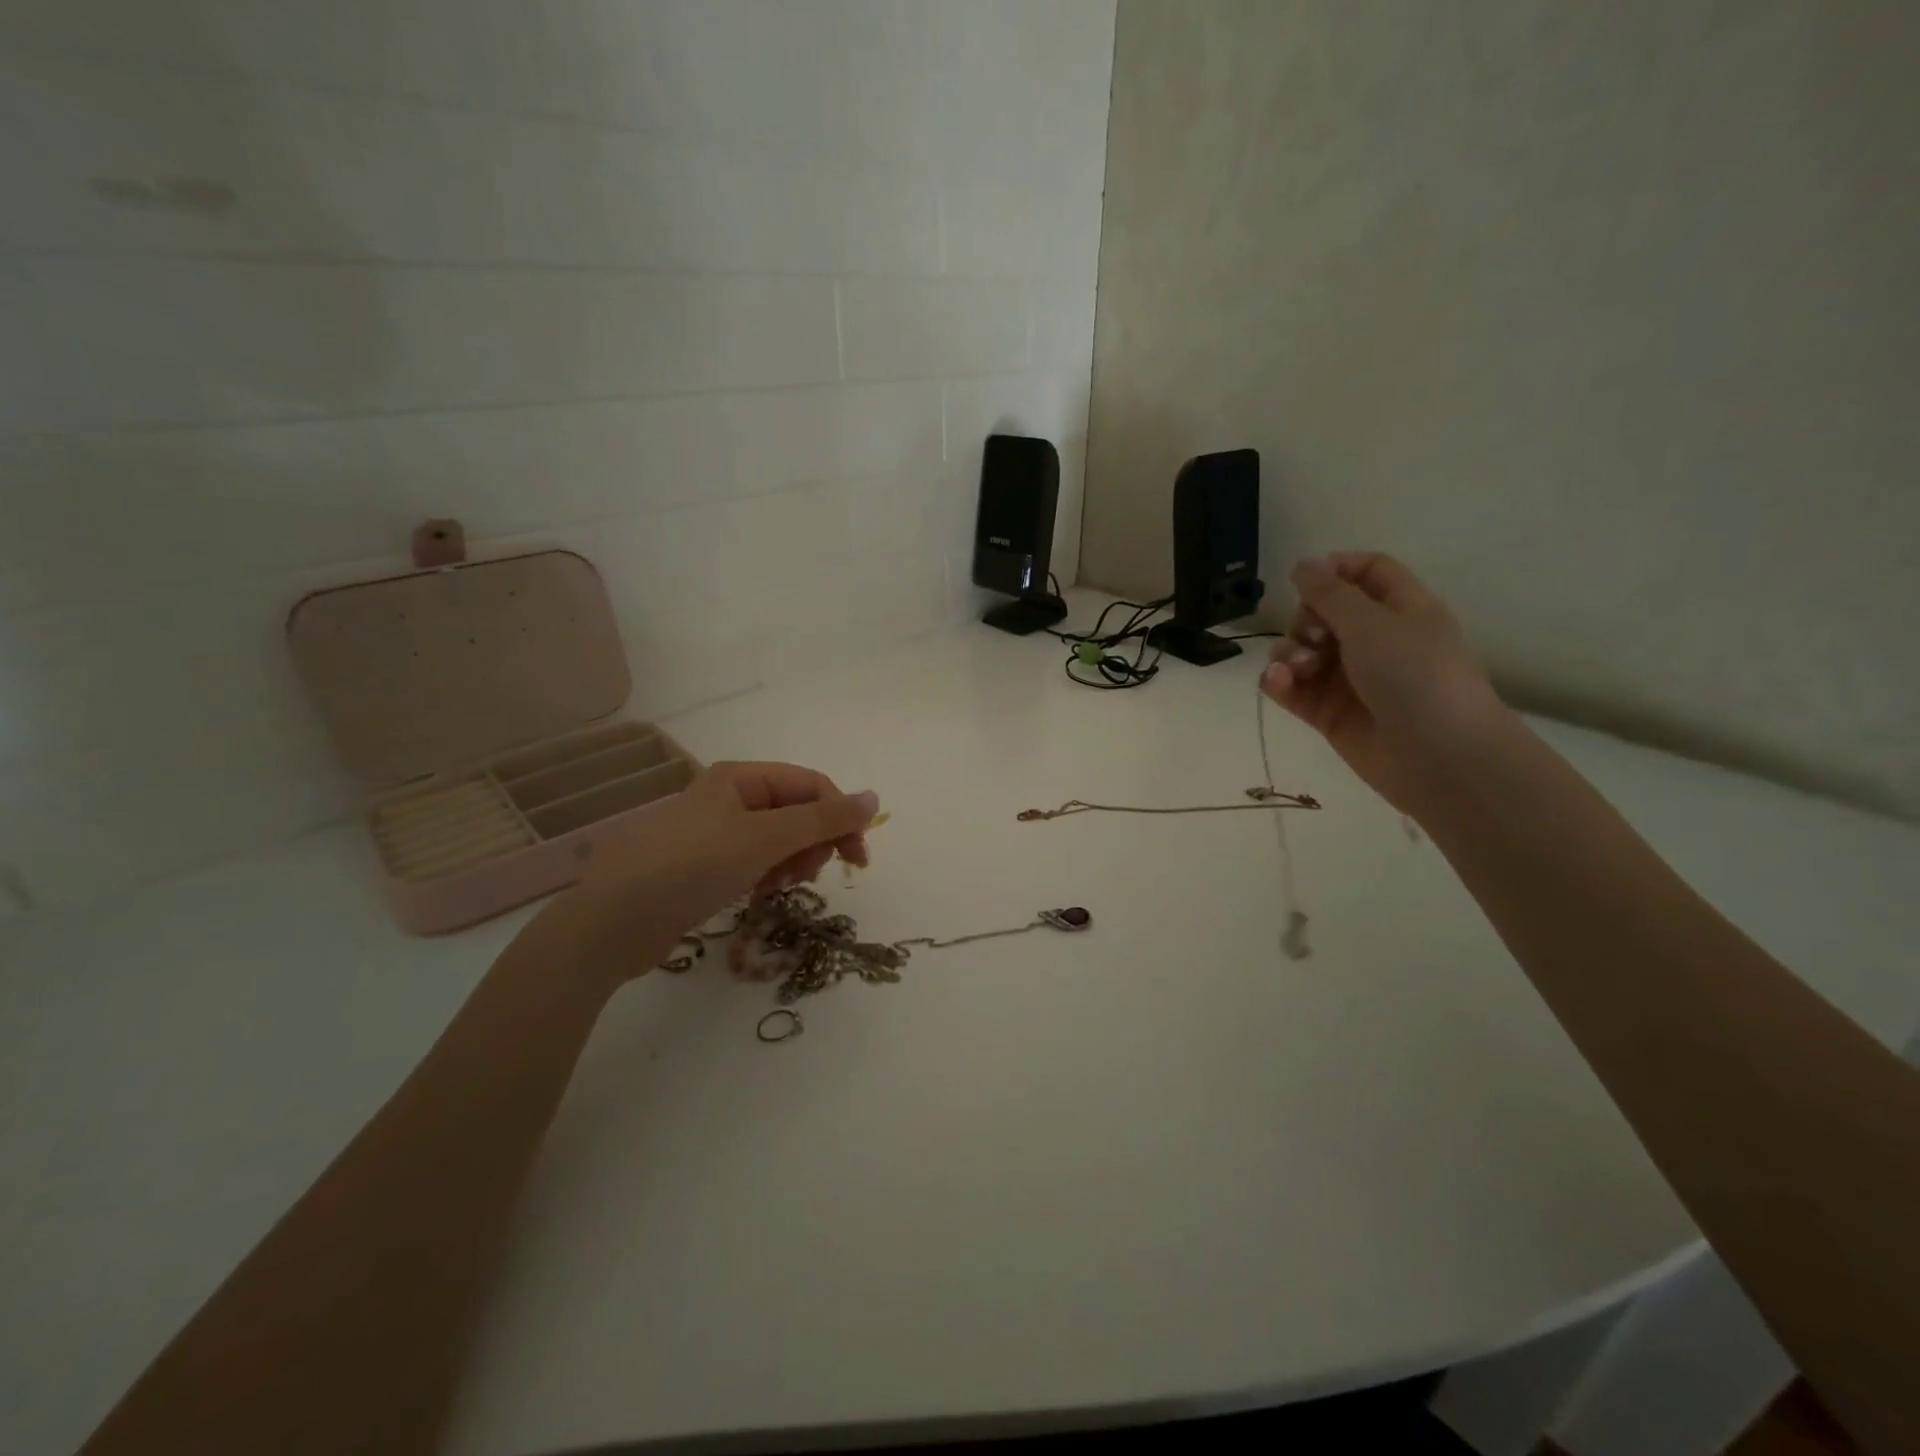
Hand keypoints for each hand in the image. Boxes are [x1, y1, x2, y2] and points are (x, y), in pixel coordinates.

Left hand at [526, 761, 878, 990]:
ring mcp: (715, 833)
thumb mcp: (766, 837)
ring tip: (780, 886)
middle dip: (812, 842)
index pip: (810, 785)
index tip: (858, 859)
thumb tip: (875, 798)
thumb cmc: (693, 866)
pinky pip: (755, 861)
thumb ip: (824, 818)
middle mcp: (729, 797)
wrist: (614, 922)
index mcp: (740, 777)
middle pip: (796, 812)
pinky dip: (767, 875)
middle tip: (811, 874)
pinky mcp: (705, 866)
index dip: (840, 816)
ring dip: (791, 862)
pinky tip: (760, 894)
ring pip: (778, 840)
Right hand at [1260, 552, 1513, 814]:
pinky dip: (1279, 682)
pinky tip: (1278, 683)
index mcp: (1400, 609)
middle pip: (1323, 612)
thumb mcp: (1373, 625)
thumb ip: (1331, 594)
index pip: (1366, 572)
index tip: (1306, 580)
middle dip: (1304, 618)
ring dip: (1288, 652)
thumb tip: (1303, 565)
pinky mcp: (1327, 712)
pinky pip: (1292, 687)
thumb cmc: (1417, 678)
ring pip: (1301, 650)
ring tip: (1298, 669)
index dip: (1335, 569)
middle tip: (1312, 636)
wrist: (1439, 758)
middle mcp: (1374, 640)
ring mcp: (1349, 678)